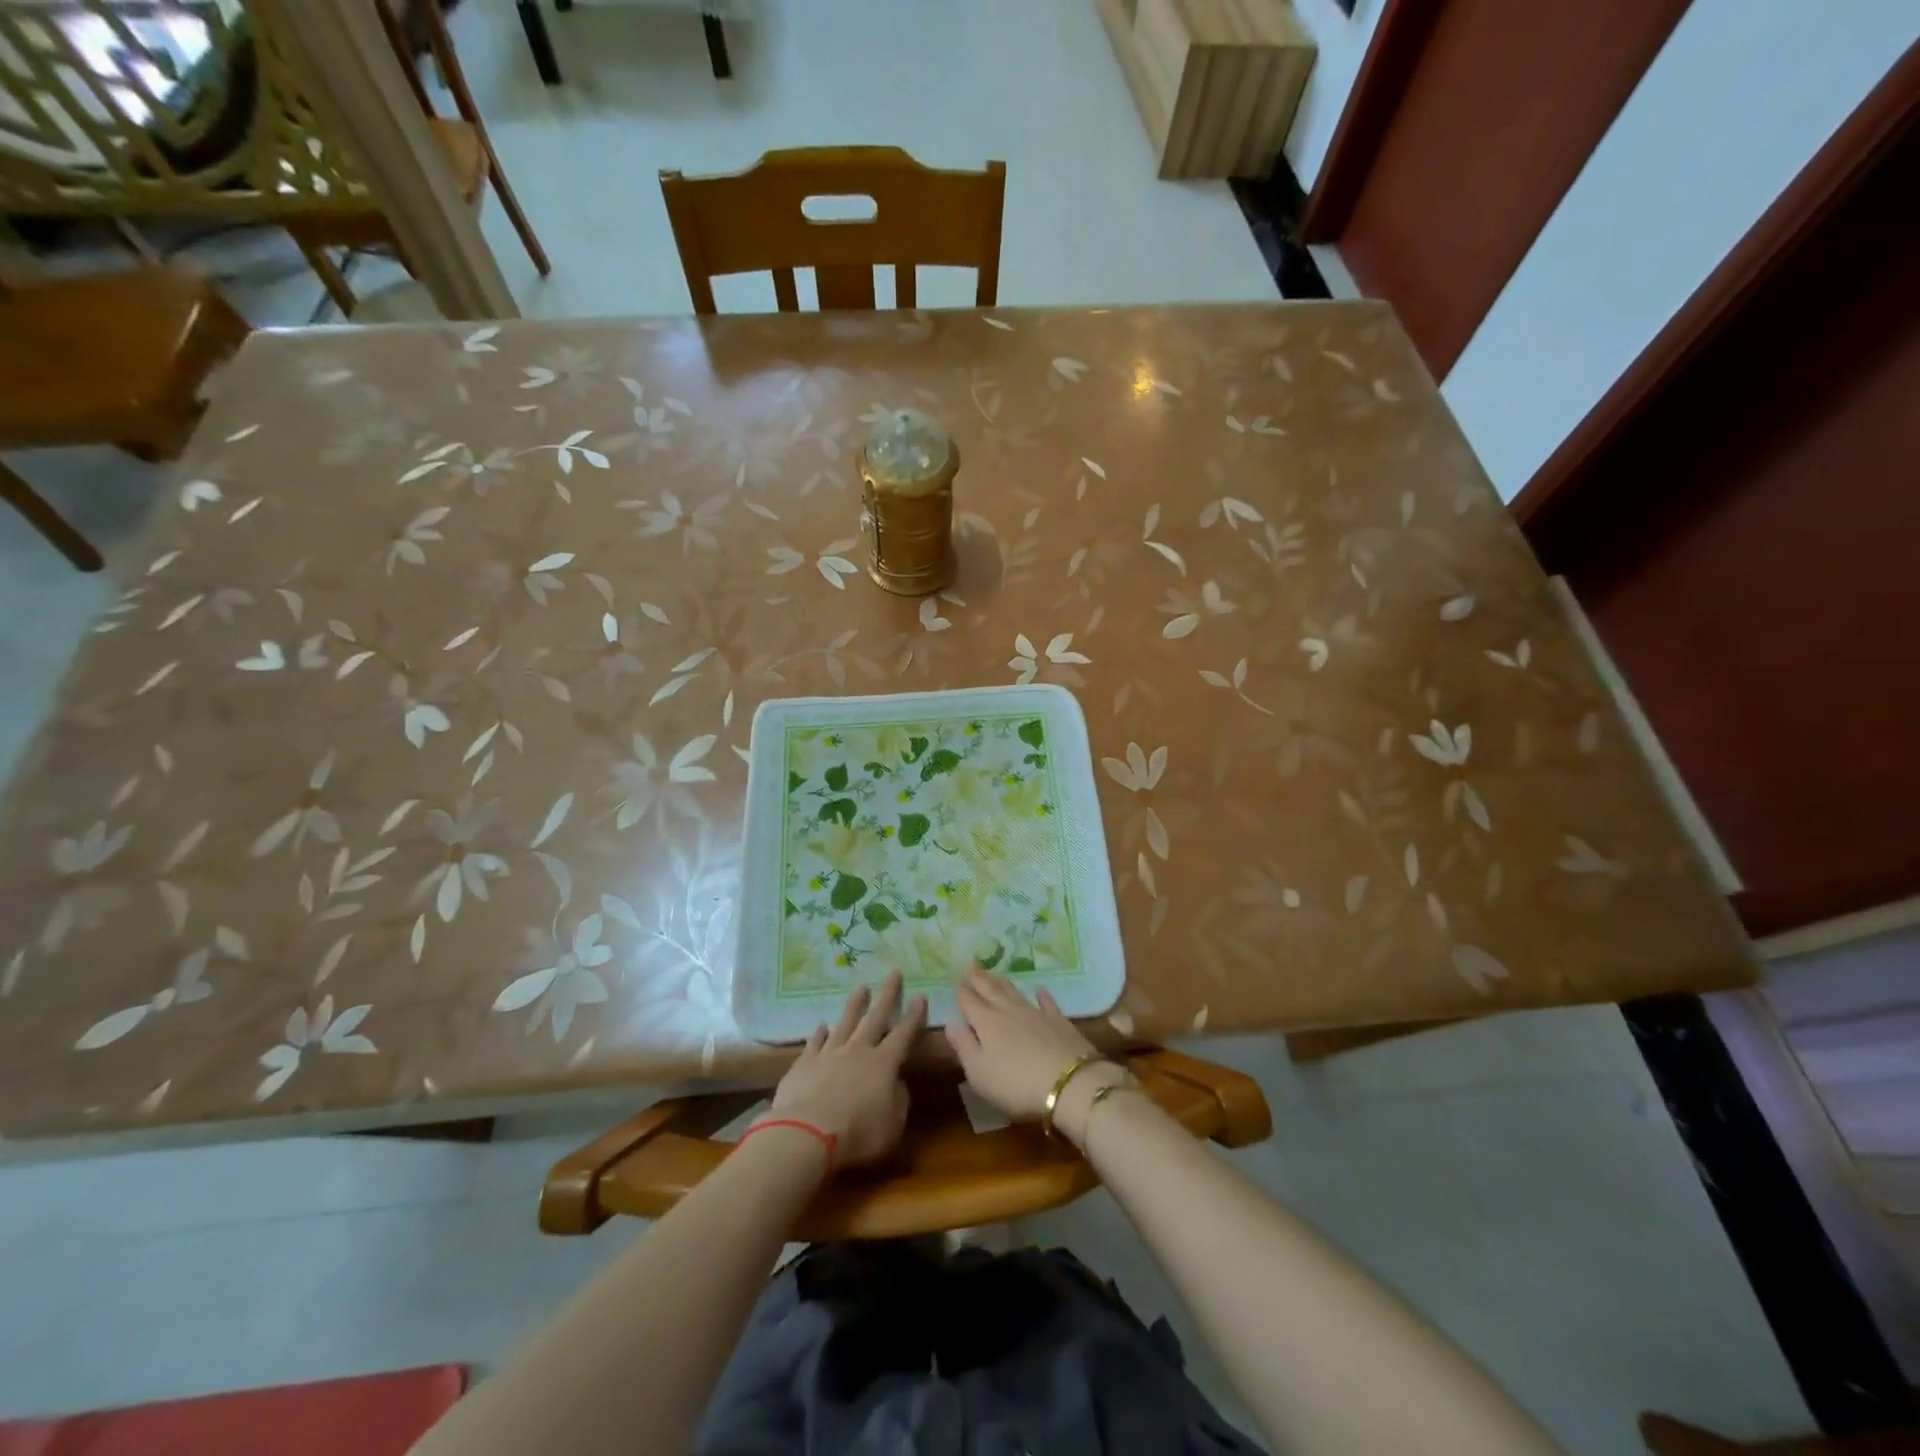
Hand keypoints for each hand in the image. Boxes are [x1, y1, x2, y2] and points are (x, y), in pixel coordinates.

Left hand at [764, 970, 926, 1168]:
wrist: (807, 1133)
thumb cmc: (858, 1133)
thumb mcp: (893, 1125)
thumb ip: (898, 1101)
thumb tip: (896, 1083)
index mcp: (884, 1063)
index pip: (903, 1033)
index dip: (914, 1016)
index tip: (920, 996)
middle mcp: (858, 1050)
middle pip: (875, 1017)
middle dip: (887, 995)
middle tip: (893, 972)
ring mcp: (830, 1054)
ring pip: (845, 1022)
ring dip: (854, 1005)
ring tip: (860, 987)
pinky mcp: (805, 1063)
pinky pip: (815, 1043)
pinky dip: (819, 1033)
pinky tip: (821, 1025)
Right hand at [944, 965, 1122, 1144]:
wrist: (1069, 1083)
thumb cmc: (1016, 1084)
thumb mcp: (979, 1072)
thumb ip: (963, 1046)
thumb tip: (950, 1022)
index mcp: (986, 1023)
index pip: (969, 1002)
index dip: (961, 991)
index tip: (955, 979)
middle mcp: (1009, 1011)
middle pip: (990, 990)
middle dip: (979, 978)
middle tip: (971, 964)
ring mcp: (1036, 1013)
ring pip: (1015, 992)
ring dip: (1002, 982)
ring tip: (994, 974)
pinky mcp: (1058, 1021)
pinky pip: (1047, 1002)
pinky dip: (1042, 995)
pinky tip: (1040, 989)